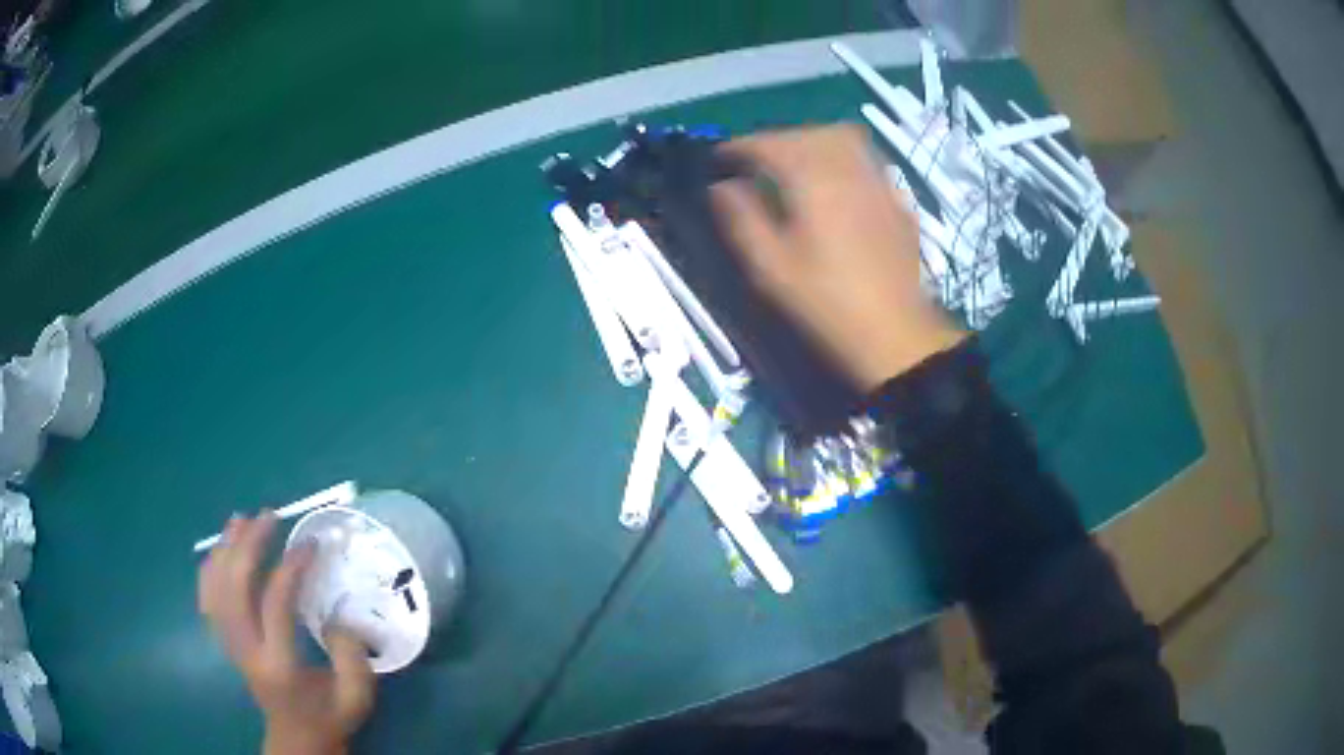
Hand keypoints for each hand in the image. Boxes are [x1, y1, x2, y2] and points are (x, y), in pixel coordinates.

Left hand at [199, 513, 374, 754]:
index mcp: (279, 665)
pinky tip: (220, 550)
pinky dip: (210, 570)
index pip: (274, 605)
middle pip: (234, 588)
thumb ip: (352, 657)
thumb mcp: (356, 697)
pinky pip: (208, 600)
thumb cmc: (329, 718)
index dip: (290, 568)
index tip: (310, 543)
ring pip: (215, 588)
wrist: (297, 740)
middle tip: (268, 517)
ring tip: (240, 520)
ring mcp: (231, 645)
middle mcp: (247, 651)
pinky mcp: (226, 642)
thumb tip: (337, 616)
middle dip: (248, 546)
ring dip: (225, 549)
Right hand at [711, 125, 965, 391]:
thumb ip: (742, 219)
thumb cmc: (828, 304)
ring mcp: (879, 183)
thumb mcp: (772, 268)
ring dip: (811, 141)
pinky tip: (835, 185)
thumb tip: (721, 187)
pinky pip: (866, 161)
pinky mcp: (897, 201)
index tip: (720, 158)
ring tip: (794, 164)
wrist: (896, 334)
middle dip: (777, 140)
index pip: (771, 145)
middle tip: (756, 161)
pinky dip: (842, 159)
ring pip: (843, 139)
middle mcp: (849, 170)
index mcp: (813, 182)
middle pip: (809, 133)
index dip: (741, 146)